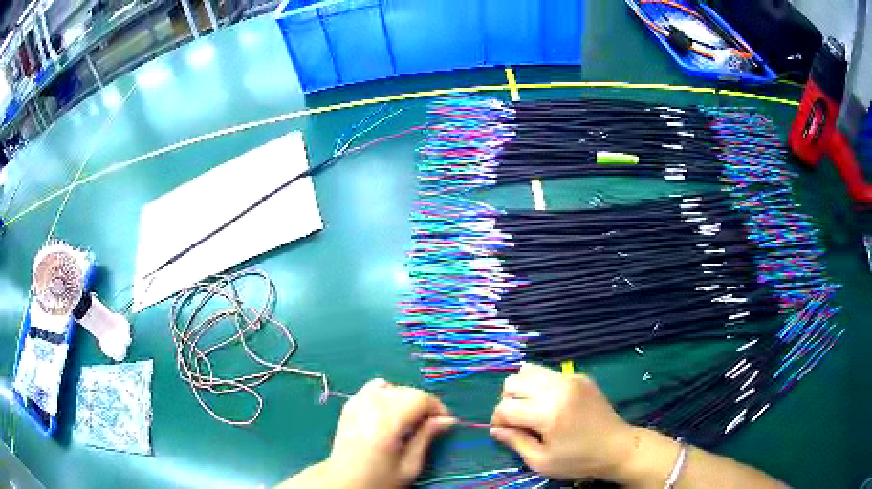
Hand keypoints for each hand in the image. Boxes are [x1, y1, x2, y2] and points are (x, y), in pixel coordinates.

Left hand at [326, 379, 455, 487]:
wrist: (343, 482)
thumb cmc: (379, 479)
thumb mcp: (409, 466)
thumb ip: (426, 438)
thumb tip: (448, 420)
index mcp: (387, 422)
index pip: (419, 398)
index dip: (437, 407)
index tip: (444, 423)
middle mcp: (371, 406)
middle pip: (406, 390)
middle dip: (423, 403)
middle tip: (429, 424)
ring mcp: (357, 403)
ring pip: (390, 386)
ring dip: (404, 398)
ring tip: (408, 419)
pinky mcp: (349, 405)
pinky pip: (372, 388)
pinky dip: (386, 394)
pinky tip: (388, 413)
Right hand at [490, 363, 636, 481]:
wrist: (616, 447)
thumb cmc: (578, 460)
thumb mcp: (541, 462)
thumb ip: (515, 442)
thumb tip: (495, 429)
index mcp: (548, 413)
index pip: (506, 407)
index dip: (498, 420)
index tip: (504, 431)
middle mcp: (558, 389)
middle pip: (513, 382)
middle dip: (508, 401)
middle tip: (518, 420)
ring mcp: (571, 378)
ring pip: (529, 370)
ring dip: (523, 389)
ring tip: (532, 408)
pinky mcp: (580, 377)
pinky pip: (549, 373)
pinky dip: (541, 386)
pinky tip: (552, 404)